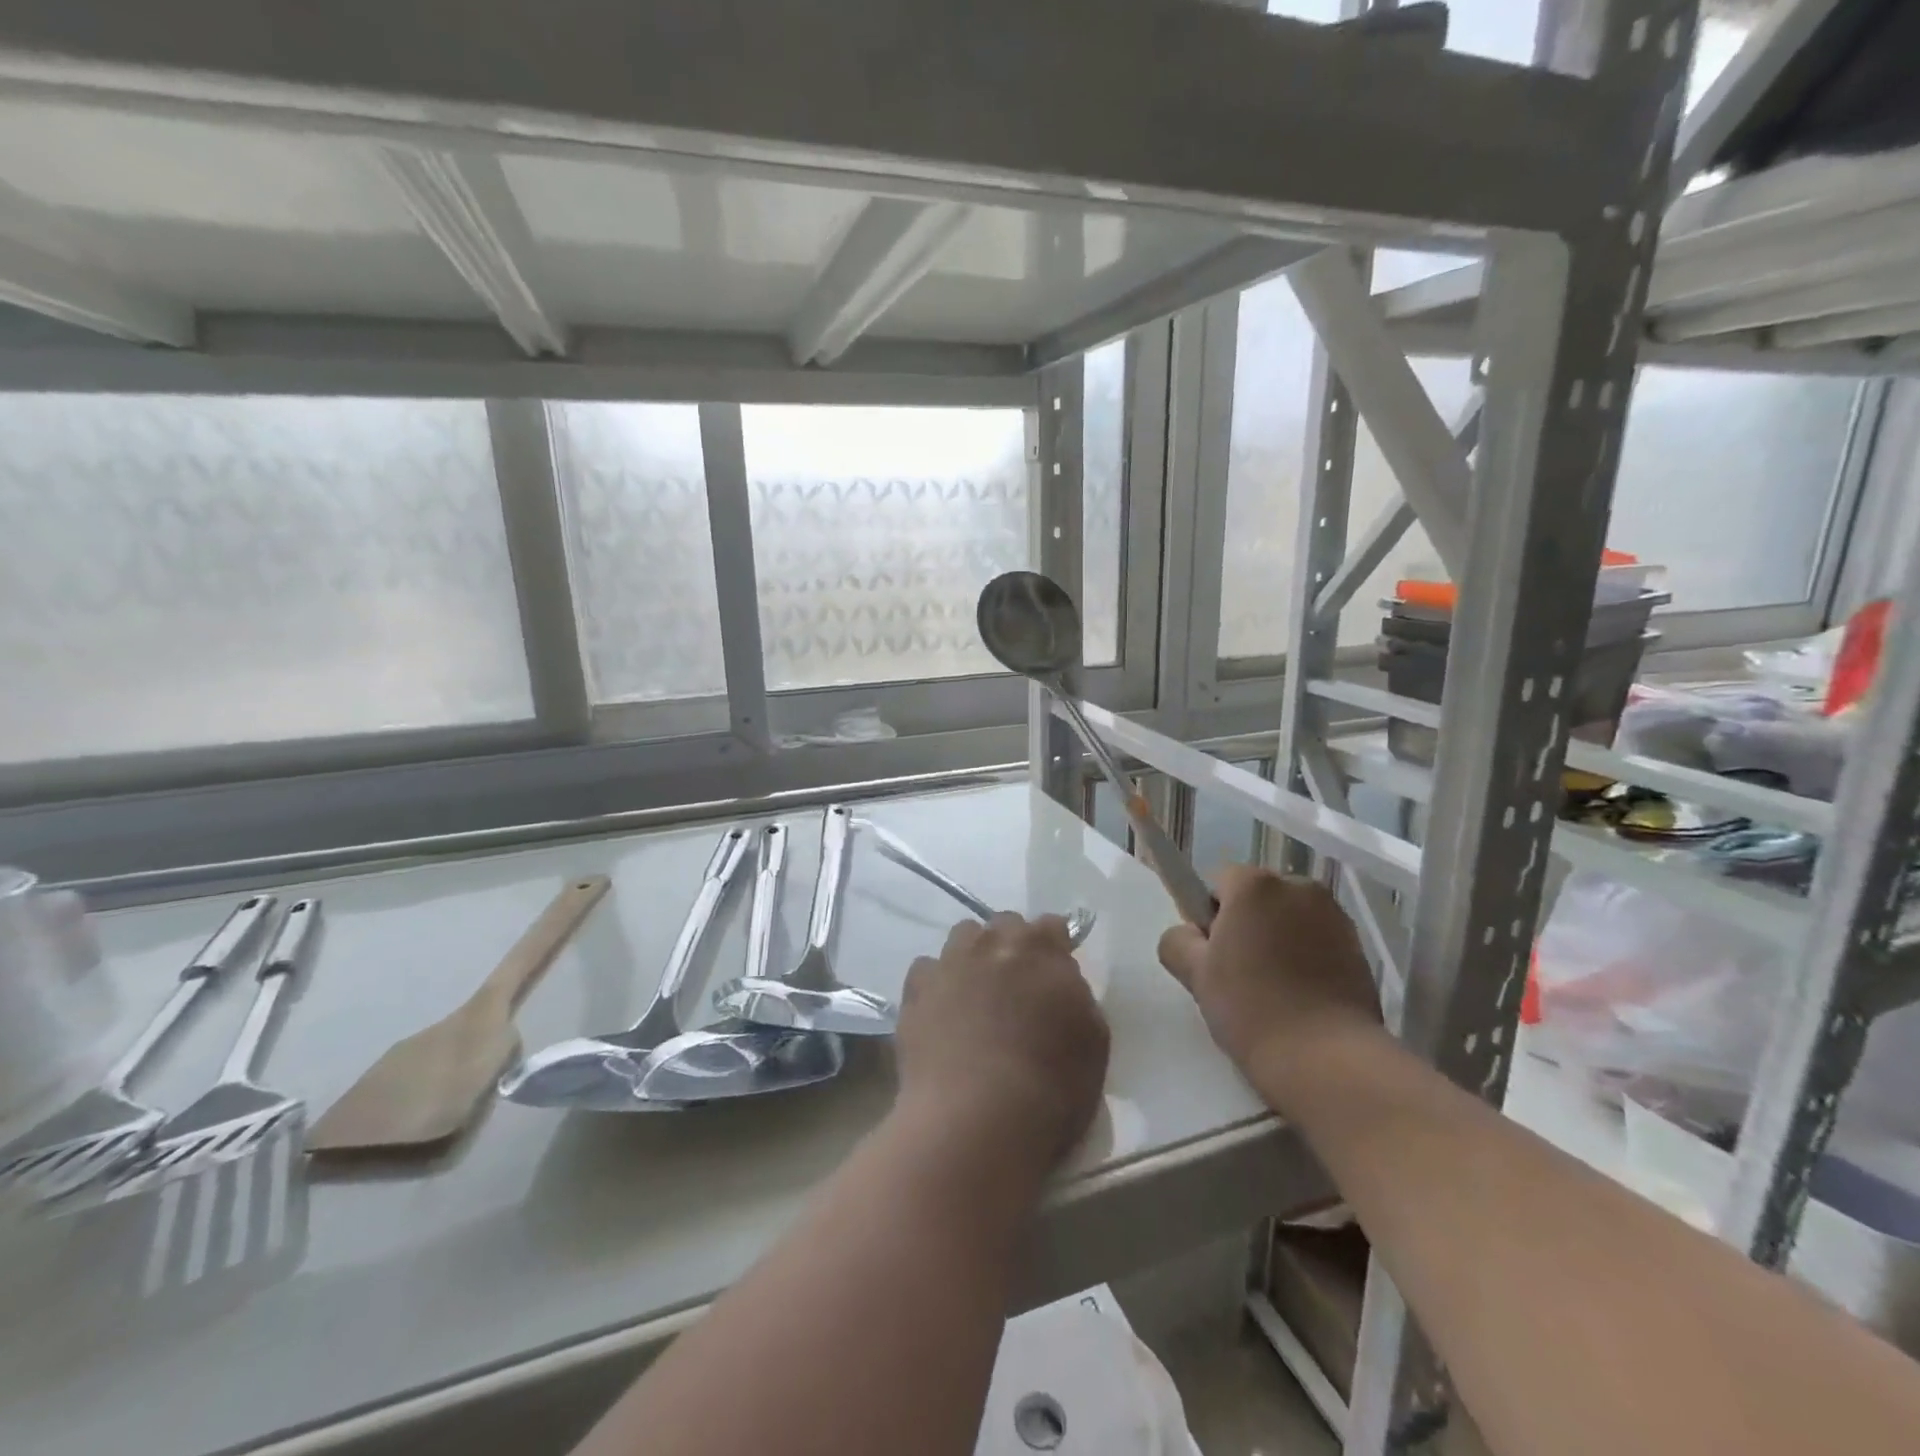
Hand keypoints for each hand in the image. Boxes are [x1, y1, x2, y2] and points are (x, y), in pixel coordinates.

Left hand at [895, 914, 1109, 1174]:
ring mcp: (950, 963)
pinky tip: (942, 1012)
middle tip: (1017, 986)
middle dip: (1012, 946)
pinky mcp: (916, 990)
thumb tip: (1059, 985)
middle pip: (1004, 925)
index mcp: (1041, 949)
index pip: (1052, 925)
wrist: (976, 1120)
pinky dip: (937, 983)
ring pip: (963, 938)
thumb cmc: (1051, 1088)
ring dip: (974, 956)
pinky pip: (927, 970)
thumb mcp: (1093, 1041)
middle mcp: (993, 943)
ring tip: (977, 994)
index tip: (1055, 972)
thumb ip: (1077, 997)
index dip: (1055, 947)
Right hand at [1158, 866, 1382, 1082]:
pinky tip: (1301, 994)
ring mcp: (1334, 915)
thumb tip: (1190, 935)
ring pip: (1288, 917)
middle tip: (1238, 973)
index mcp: (1255, 885)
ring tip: (1273, 987)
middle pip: (1257, 896)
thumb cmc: (1251, 1009)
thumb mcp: (1195, 975)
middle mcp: (1298, 887)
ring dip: (1277, 938)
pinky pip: (1316, 938)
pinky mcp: (1359, 946)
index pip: (1218, 882)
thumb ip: (1178, 940)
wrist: (1327, 1060)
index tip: (1212, 954)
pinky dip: (1306, 955)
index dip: (1209, 915)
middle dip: (1246, 923)